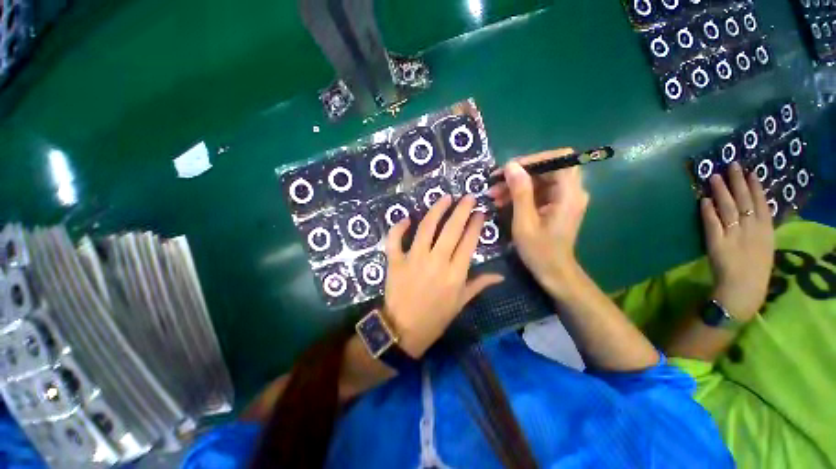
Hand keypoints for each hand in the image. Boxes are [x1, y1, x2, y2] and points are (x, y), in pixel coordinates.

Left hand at [383, 195, 503, 357]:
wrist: (403, 331)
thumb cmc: (435, 318)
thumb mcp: (460, 303)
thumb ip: (478, 285)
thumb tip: (500, 275)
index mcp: (455, 273)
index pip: (468, 242)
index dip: (475, 224)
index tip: (479, 212)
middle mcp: (436, 261)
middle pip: (451, 229)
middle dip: (461, 210)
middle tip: (468, 197)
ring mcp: (414, 259)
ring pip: (426, 228)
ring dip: (436, 210)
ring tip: (445, 198)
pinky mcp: (395, 261)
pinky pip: (395, 240)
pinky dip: (398, 228)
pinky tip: (406, 218)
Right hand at [488, 148, 589, 297]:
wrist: (553, 271)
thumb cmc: (539, 250)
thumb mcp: (525, 222)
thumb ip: (520, 192)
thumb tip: (511, 166)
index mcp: (569, 194)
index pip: (559, 159)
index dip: (534, 159)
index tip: (510, 169)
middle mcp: (571, 191)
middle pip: (547, 168)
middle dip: (519, 173)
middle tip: (494, 183)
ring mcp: (564, 198)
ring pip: (539, 179)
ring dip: (515, 184)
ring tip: (493, 194)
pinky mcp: (556, 205)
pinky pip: (538, 191)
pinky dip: (520, 193)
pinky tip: (502, 201)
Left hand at [701, 162, 774, 320]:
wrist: (744, 288)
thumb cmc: (755, 268)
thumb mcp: (765, 245)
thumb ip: (759, 227)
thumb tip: (751, 209)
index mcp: (766, 230)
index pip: (760, 203)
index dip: (755, 186)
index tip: (750, 171)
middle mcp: (752, 229)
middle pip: (744, 200)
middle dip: (737, 181)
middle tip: (731, 164)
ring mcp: (734, 235)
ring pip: (728, 208)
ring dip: (721, 191)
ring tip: (714, 176)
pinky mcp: (717, 243)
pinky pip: (712, 224)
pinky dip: (708, 211)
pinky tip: (704, 200)